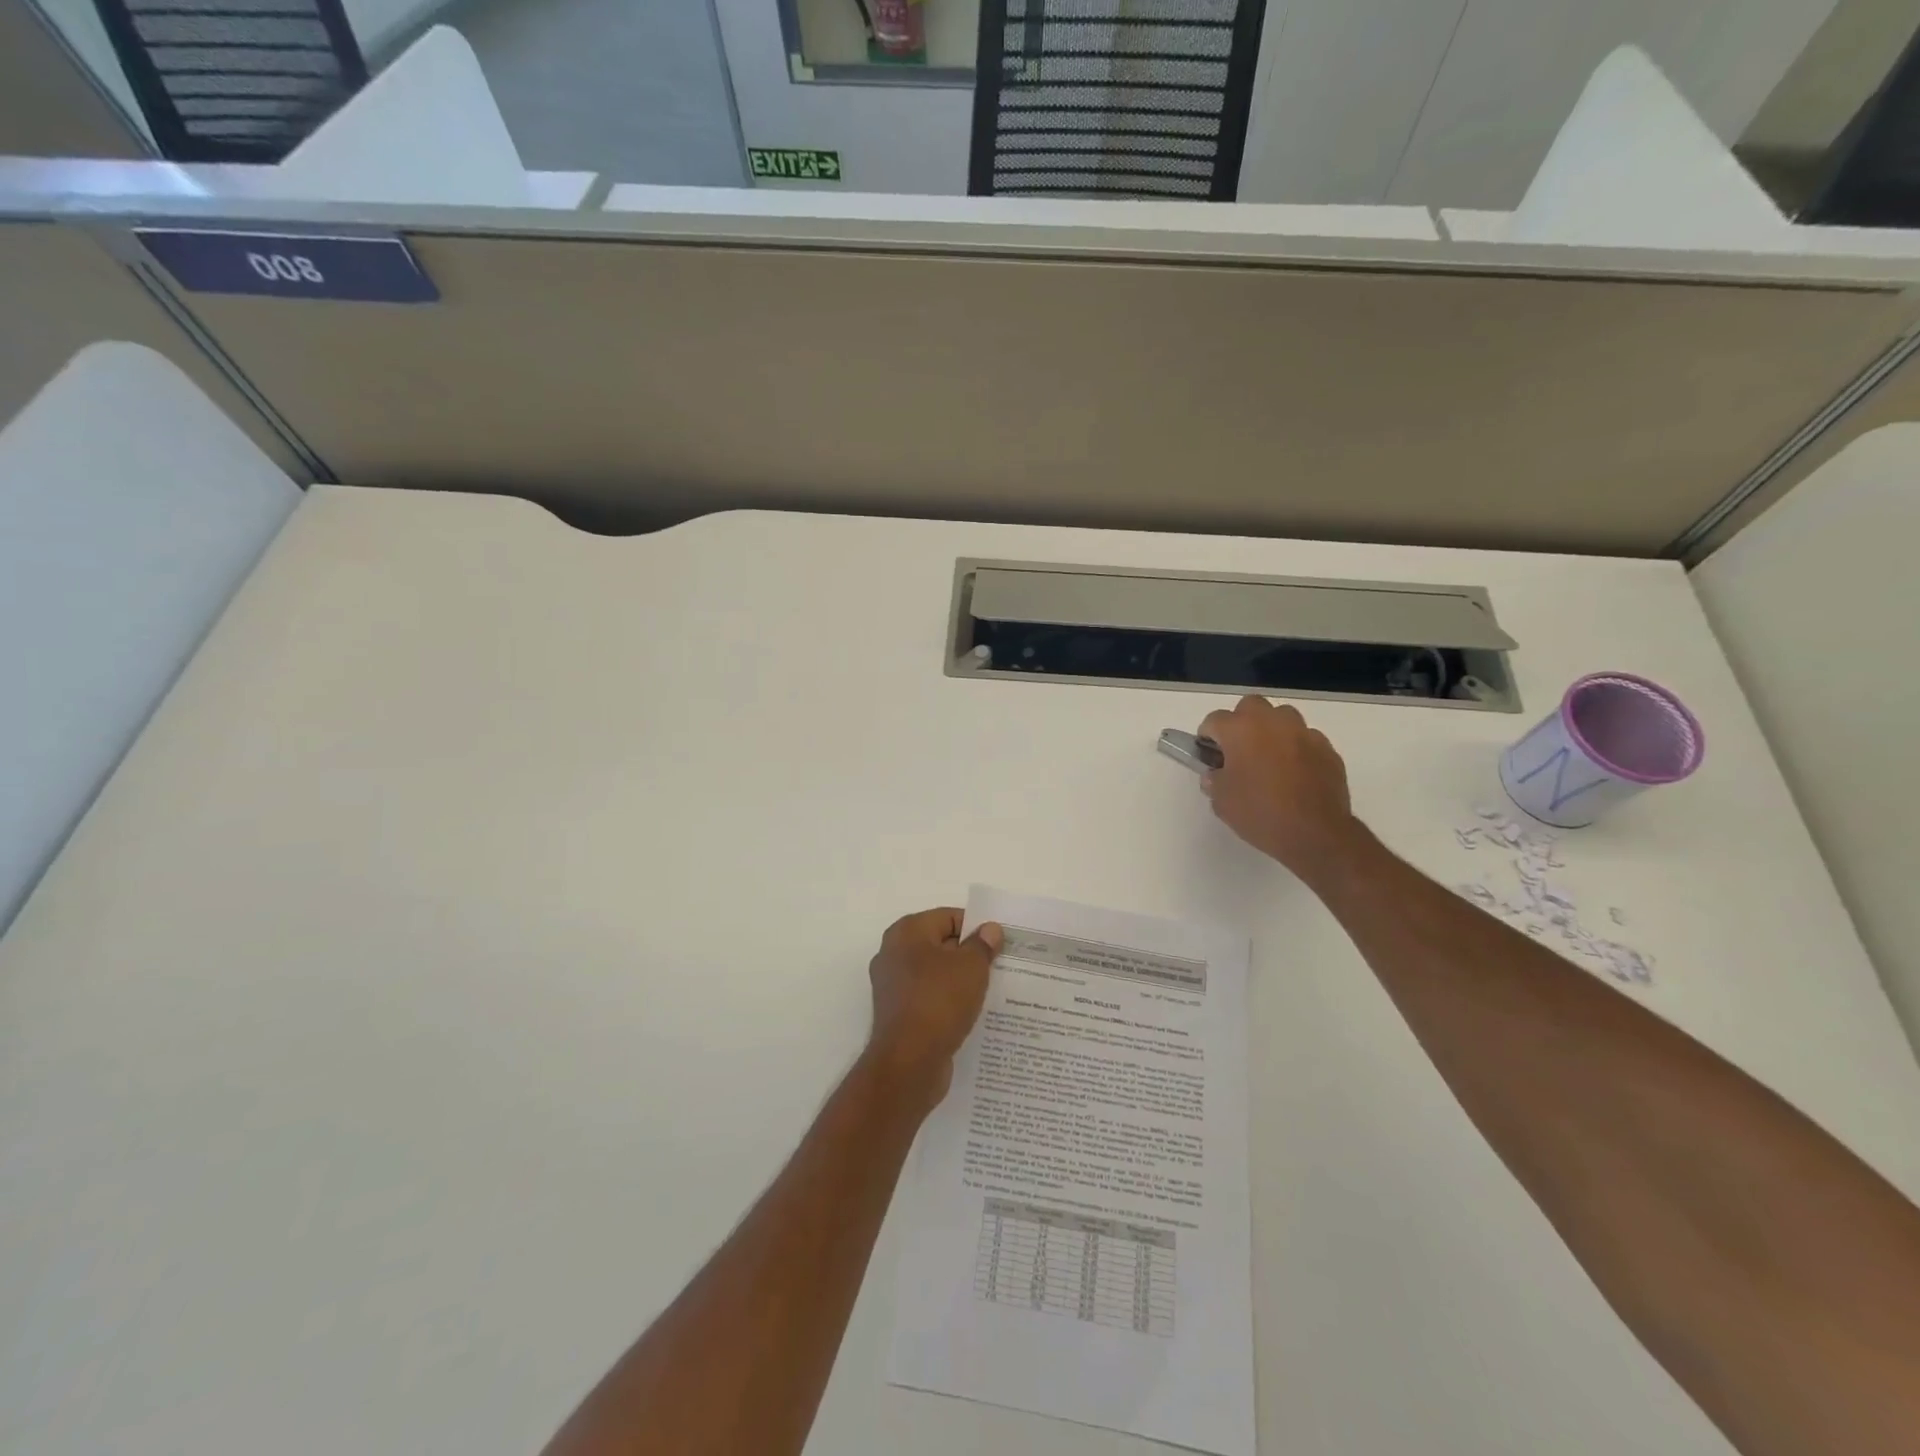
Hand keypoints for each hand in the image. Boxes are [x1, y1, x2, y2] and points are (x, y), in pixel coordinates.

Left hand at [866, 908, 1003, 1108]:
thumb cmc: (939, 1002)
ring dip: (961, 980)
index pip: (949, 917)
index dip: (977, 928)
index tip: (1002, 943)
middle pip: (941, 944)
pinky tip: (973, 1012)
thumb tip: (990, 929)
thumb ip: (982, 945)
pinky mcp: (899, 1014)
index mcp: (907, 932)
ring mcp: (893, 986)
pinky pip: (930, 998)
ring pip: (936, 974)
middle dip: (971, 954)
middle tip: (1002, 965)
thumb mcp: (970, 968)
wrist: (908, 1064)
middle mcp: (894, 954)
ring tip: (993, 989)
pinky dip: (949, 1002)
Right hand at [1198, 696, 1359, 883]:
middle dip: (1241, 722)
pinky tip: (1294, 774)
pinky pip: (1305, 739)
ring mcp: (1304, 733)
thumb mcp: (1221, 801)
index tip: (1208, 755)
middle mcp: (1272, 722)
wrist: (1315, 834)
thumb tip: (1217, 773)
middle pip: (1250, 706)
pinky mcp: (1327, 749)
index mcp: (1240, 730)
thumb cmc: (1259, 813)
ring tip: (1269, 758)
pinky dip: (1296, 749)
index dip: (1207, 736)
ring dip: (1272, 731)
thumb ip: (1214, 780)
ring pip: (1283, 717)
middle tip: (1238, 750)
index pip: (1214, 720)